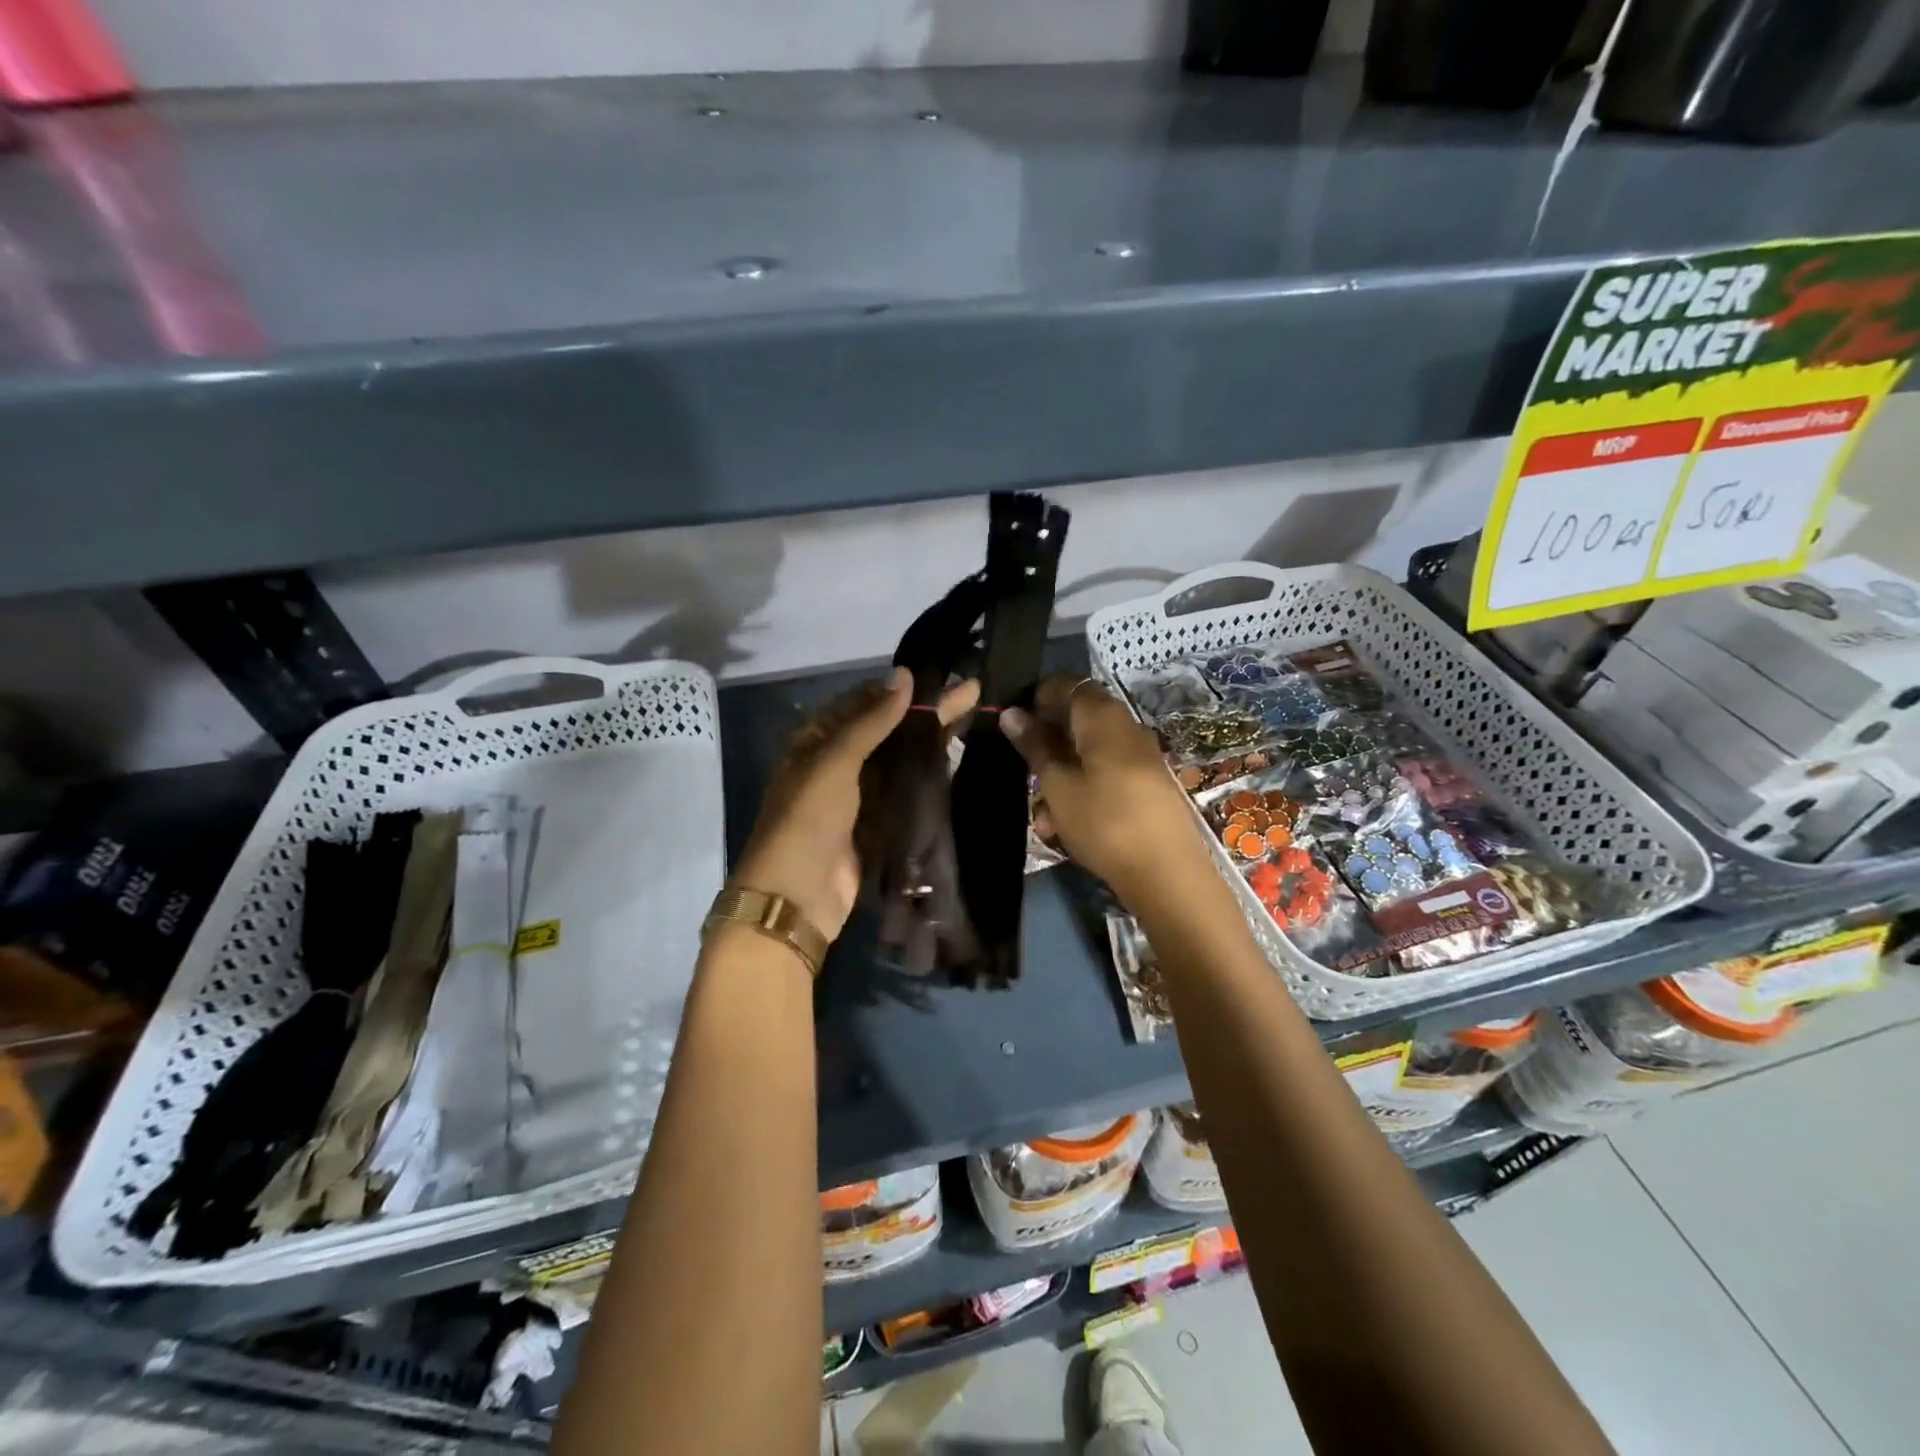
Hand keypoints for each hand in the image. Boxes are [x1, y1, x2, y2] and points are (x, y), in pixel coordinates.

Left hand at [733, 668, 979, 941]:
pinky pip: (907, 788)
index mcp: (817, 739)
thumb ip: (871, 721)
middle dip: (926, 709)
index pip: (863, 701)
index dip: (898, 688)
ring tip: (974, 716)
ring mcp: (860, 793)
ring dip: (932, 738)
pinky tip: (958, 758)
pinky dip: (929, 773)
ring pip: (901, 757)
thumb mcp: (834, 761)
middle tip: (971, 690)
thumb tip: (903, 675)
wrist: (798, 896)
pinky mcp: (879, 821)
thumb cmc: (808, 819)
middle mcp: (838, 761)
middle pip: (888, 727)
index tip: (939, 674)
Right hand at [999, 676, 1208, 903]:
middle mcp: (1128, 728)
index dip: (1039, 697)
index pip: (1070, 685)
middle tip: (1025, 767)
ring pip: (1092, 750)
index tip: (1016, 723)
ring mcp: (1142, 757)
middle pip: (1081, 717)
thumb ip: (1035, 747)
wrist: (1167, 874)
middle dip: (1049, 739)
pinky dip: (1085, 788)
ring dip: (1063, 772)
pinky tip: (1067, 824)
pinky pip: (1109, 773)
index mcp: (1105, 718)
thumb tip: (1012, 713)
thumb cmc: (1104, 823)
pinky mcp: (1149, 785)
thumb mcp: (1058, 786)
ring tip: (1043, 814)